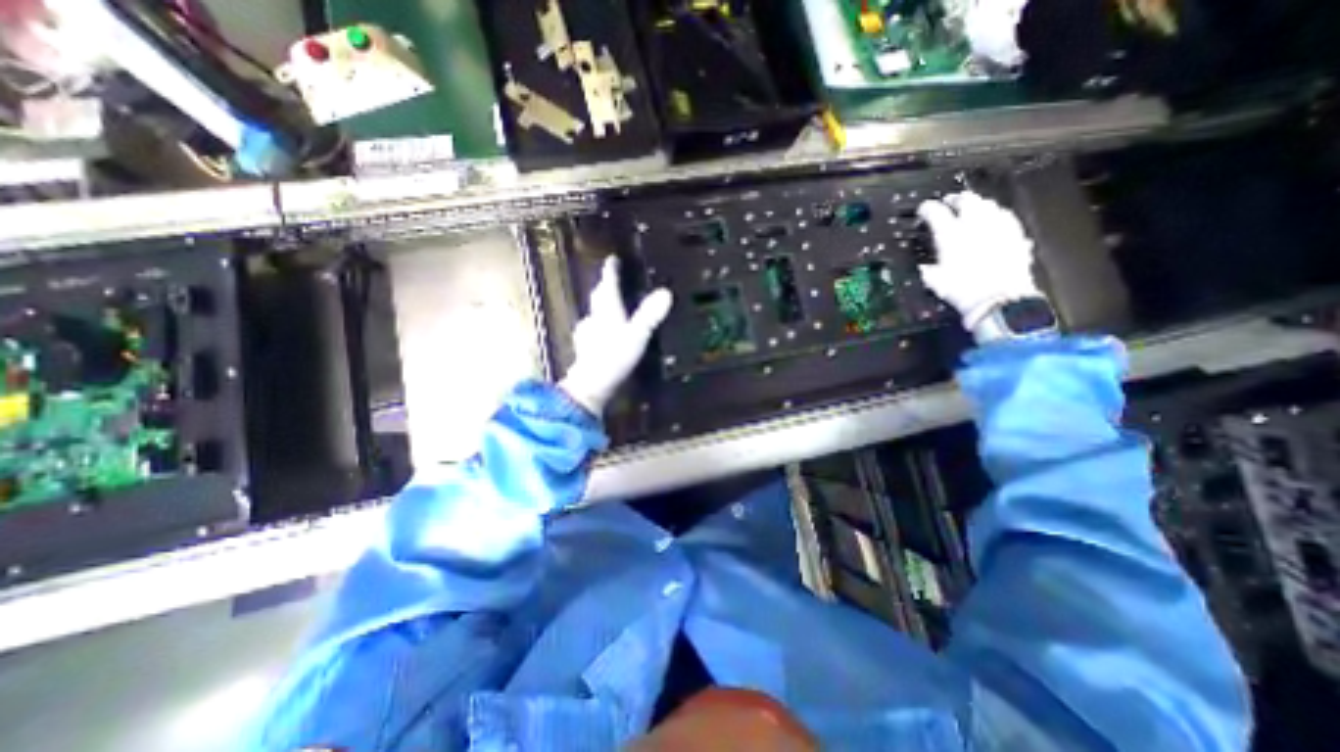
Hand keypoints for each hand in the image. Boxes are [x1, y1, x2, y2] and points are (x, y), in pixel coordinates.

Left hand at [562, 256, 676, 413]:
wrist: (591, 386)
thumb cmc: (614, 357)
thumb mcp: (637, 335)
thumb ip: (650, 315)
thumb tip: (666, 292)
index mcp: (607, 310)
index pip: (607, 284)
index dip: (610, 270)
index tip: (612, 259)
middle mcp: (594, 317)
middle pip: (598, 296)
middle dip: (605, 286)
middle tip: (612, 280)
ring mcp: (588, 333)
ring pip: (594, 313)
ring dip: (601, 305)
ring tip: (611, 304)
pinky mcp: (586, 347)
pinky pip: (593, 329)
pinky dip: (599, 325)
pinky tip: (603, 332)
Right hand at [916, 190, 1039, 330]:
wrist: (998, 297)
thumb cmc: (963, 290)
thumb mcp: (935, 281)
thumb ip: (928, 269)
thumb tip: (924, 268)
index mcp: (950, 234)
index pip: (935, 212)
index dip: (927, 208)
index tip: (924, 210)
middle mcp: (974, 224)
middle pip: (966, 200)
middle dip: (955, 199)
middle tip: (950, 202)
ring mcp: (998, 226)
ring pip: (987, 204)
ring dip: (977, 204)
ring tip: (972, 208)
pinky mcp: (1016, 234)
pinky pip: (1005, 216)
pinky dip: (997, 215)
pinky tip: (995, 220)